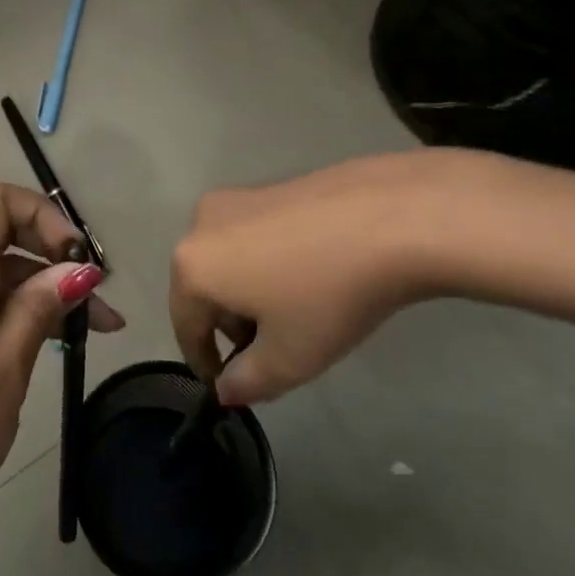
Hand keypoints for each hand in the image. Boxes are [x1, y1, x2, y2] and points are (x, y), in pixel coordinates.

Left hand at [0, 182, 124, 547]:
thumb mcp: (3, 373)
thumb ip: (37, 311)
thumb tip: (76, 269)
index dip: (39, 213)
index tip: (76, 257)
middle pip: (1, 234)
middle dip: (54, 254)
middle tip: (99, 298)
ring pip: (0, 273)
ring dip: (47, 289)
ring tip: (99, 328)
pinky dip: (24, 312)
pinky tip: (61, 342)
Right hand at [170, 150, 464, 405]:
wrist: (389, 218)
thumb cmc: (327, 294)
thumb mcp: (290, 358)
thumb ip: (248, 382)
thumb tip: (226, 388)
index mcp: (192, 267)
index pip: (185, 326)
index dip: (204, 362)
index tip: (229, 385)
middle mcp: (199, 225)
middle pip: (203, 288)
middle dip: (229, 324)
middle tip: (271, 349)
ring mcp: (233, 199)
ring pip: (226, 260)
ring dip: (247, 291)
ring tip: (295, 311)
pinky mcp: (265, 187)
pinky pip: (252, 236)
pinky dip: (266, 261)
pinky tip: (309, 273)